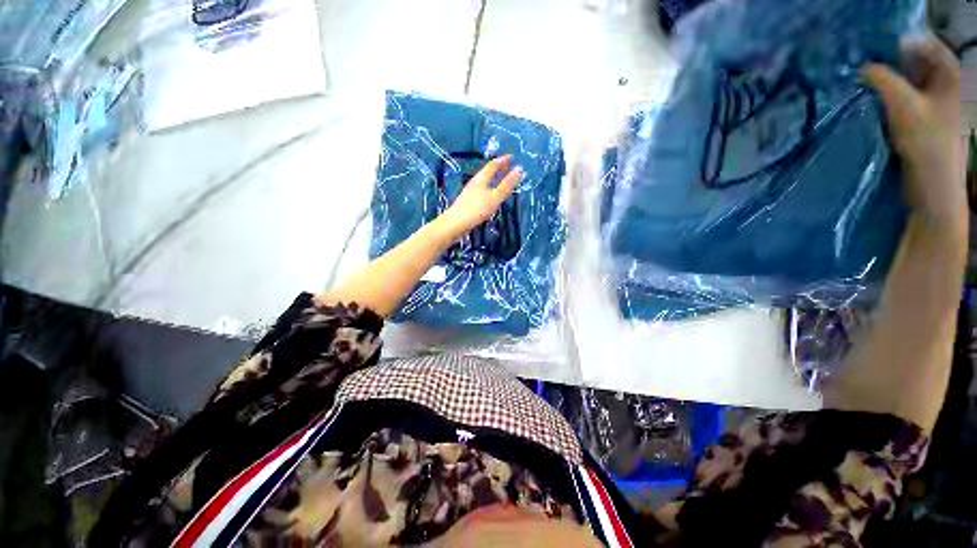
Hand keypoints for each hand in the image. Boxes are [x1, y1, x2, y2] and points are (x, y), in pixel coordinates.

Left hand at [435, 155, 522, 239]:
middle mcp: (474, 183)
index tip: (512, 157)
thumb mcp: (495, 197)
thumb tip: (519, 169)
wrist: (455, 224)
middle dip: (498, 168)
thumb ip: (506, 185)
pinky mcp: (467, 202)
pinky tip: (489, 195)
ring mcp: (470, 192)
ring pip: (484, 181)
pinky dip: (489, 188)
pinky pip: (481, 190)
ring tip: (501, 180)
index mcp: (481, 179)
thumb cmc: (476, 209)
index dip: (503, 160)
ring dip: (493, 178)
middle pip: (487, 172)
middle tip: (508, 166)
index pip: (493, 165)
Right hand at [863, 36, 965, 226]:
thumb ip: (882, 80)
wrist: (933, 186)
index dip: (899, 42)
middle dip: (891, 61)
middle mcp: (945, 83)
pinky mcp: (923, 119)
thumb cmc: (926, 144)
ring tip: (865, 82)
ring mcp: (935, 102)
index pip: (924, 43)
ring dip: (888, 80)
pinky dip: (889, 95)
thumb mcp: (903, 106)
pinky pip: (905, 97)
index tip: (871, 48)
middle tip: (864, 65)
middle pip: (916, 61)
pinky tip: (874, 100)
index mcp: (951, 74)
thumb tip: (861, 67)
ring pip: (908, 80)